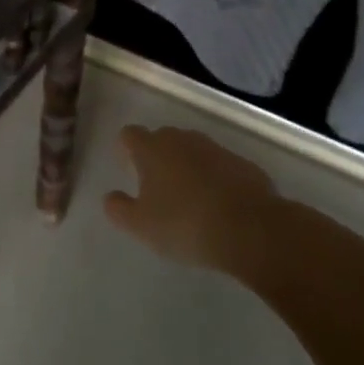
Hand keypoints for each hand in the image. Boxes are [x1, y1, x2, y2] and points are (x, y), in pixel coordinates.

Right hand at [103, 125, 280, 278]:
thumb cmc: (185, 224)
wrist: (252, 230)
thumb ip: (118, 209)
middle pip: (162, 138)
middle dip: (157, 157)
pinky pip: (220, 166)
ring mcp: (216, 149)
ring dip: (187, 167)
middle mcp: (182, 140)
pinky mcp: (244, 164)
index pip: (129, 134)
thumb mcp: (140, 226)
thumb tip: (111, 197)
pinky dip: (215, 179)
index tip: (128, 169)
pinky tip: (219, 206)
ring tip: (189, 198)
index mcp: (152, 149)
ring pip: (193, 151)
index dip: (126, 149)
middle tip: (157, 188)